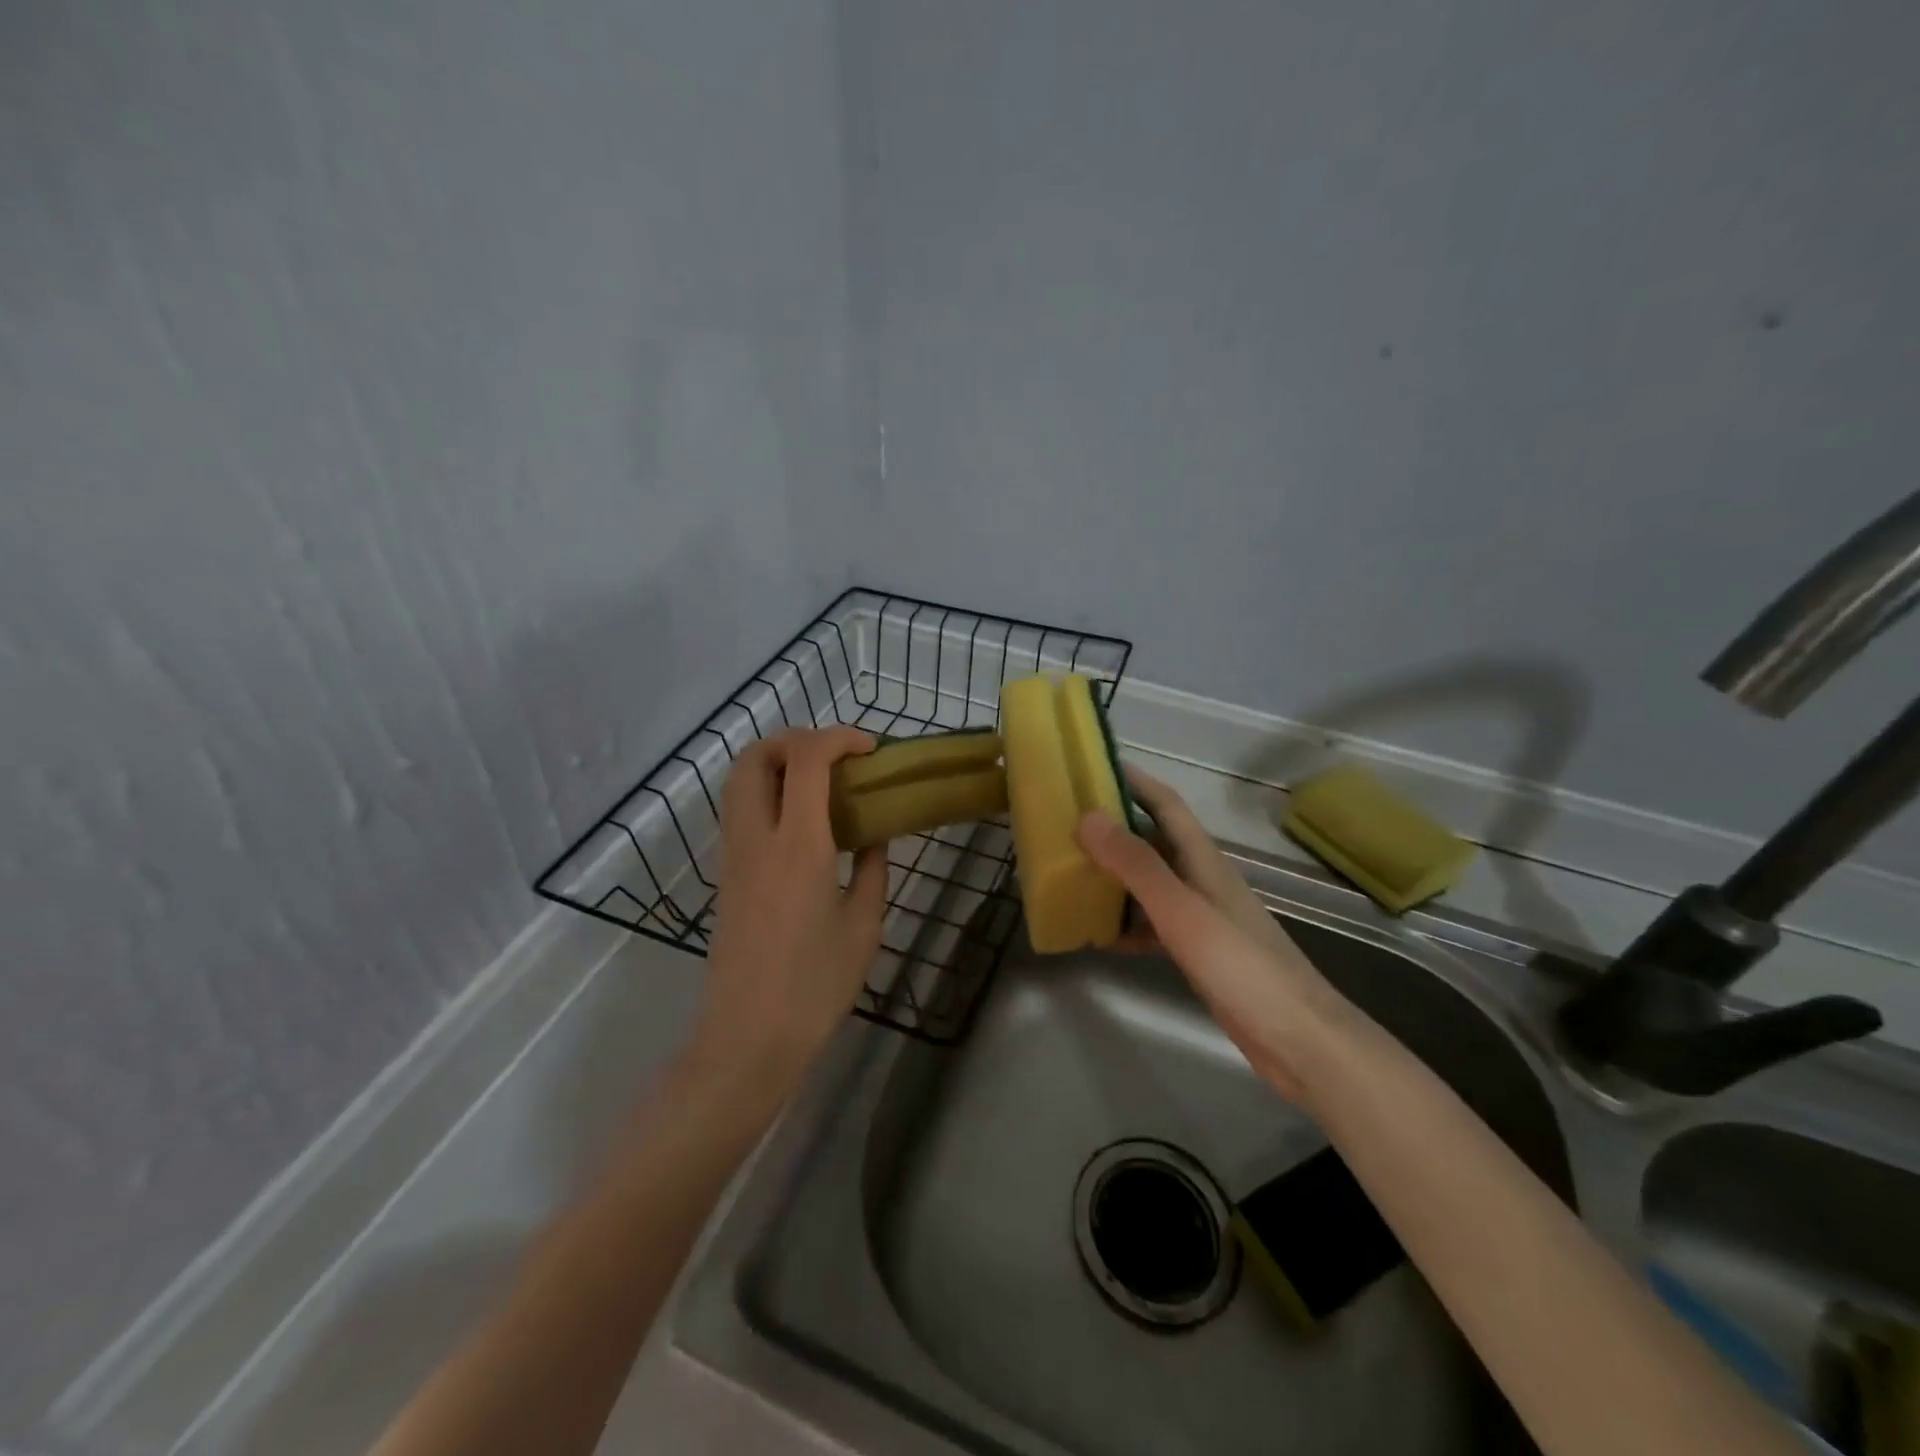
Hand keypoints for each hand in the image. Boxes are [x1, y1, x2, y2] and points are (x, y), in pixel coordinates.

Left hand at [692, 727, 888, 1093]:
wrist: (749, 1036)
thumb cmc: (816, 984)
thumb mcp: (863, 924)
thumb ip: (873, 868)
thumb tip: (875, 835)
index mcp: (798, 845)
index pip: (807, 759)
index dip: (839, 738)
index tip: (870, 749)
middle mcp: (757, 837)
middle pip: (757, 755)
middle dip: (797, 739)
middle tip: (837, 757)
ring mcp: (733, 854)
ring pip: (739, 779)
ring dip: (777, 762)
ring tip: (820, 782)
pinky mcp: (726, 873)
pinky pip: (740, 809)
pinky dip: (767, 791)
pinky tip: (802, 821)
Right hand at [1077, 766, 1341, 1101]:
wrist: (1299, 1041)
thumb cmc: (1241, 967)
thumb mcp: (1182, 911)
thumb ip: (1136, 865)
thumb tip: (1088, 817)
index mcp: (1202, 859)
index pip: (1165, 803)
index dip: (1133, 781)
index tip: (1092, 766)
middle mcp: (1200, 879)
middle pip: (1151, 841)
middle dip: (1111, 829)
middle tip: (1063, 826)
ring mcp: (1200, 916)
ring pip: (1149, 883)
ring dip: (1113, 877)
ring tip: (1068, 876)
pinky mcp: (1198, 950)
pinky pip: (1152, 924)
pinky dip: (1126, 923)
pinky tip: (1098, 935)